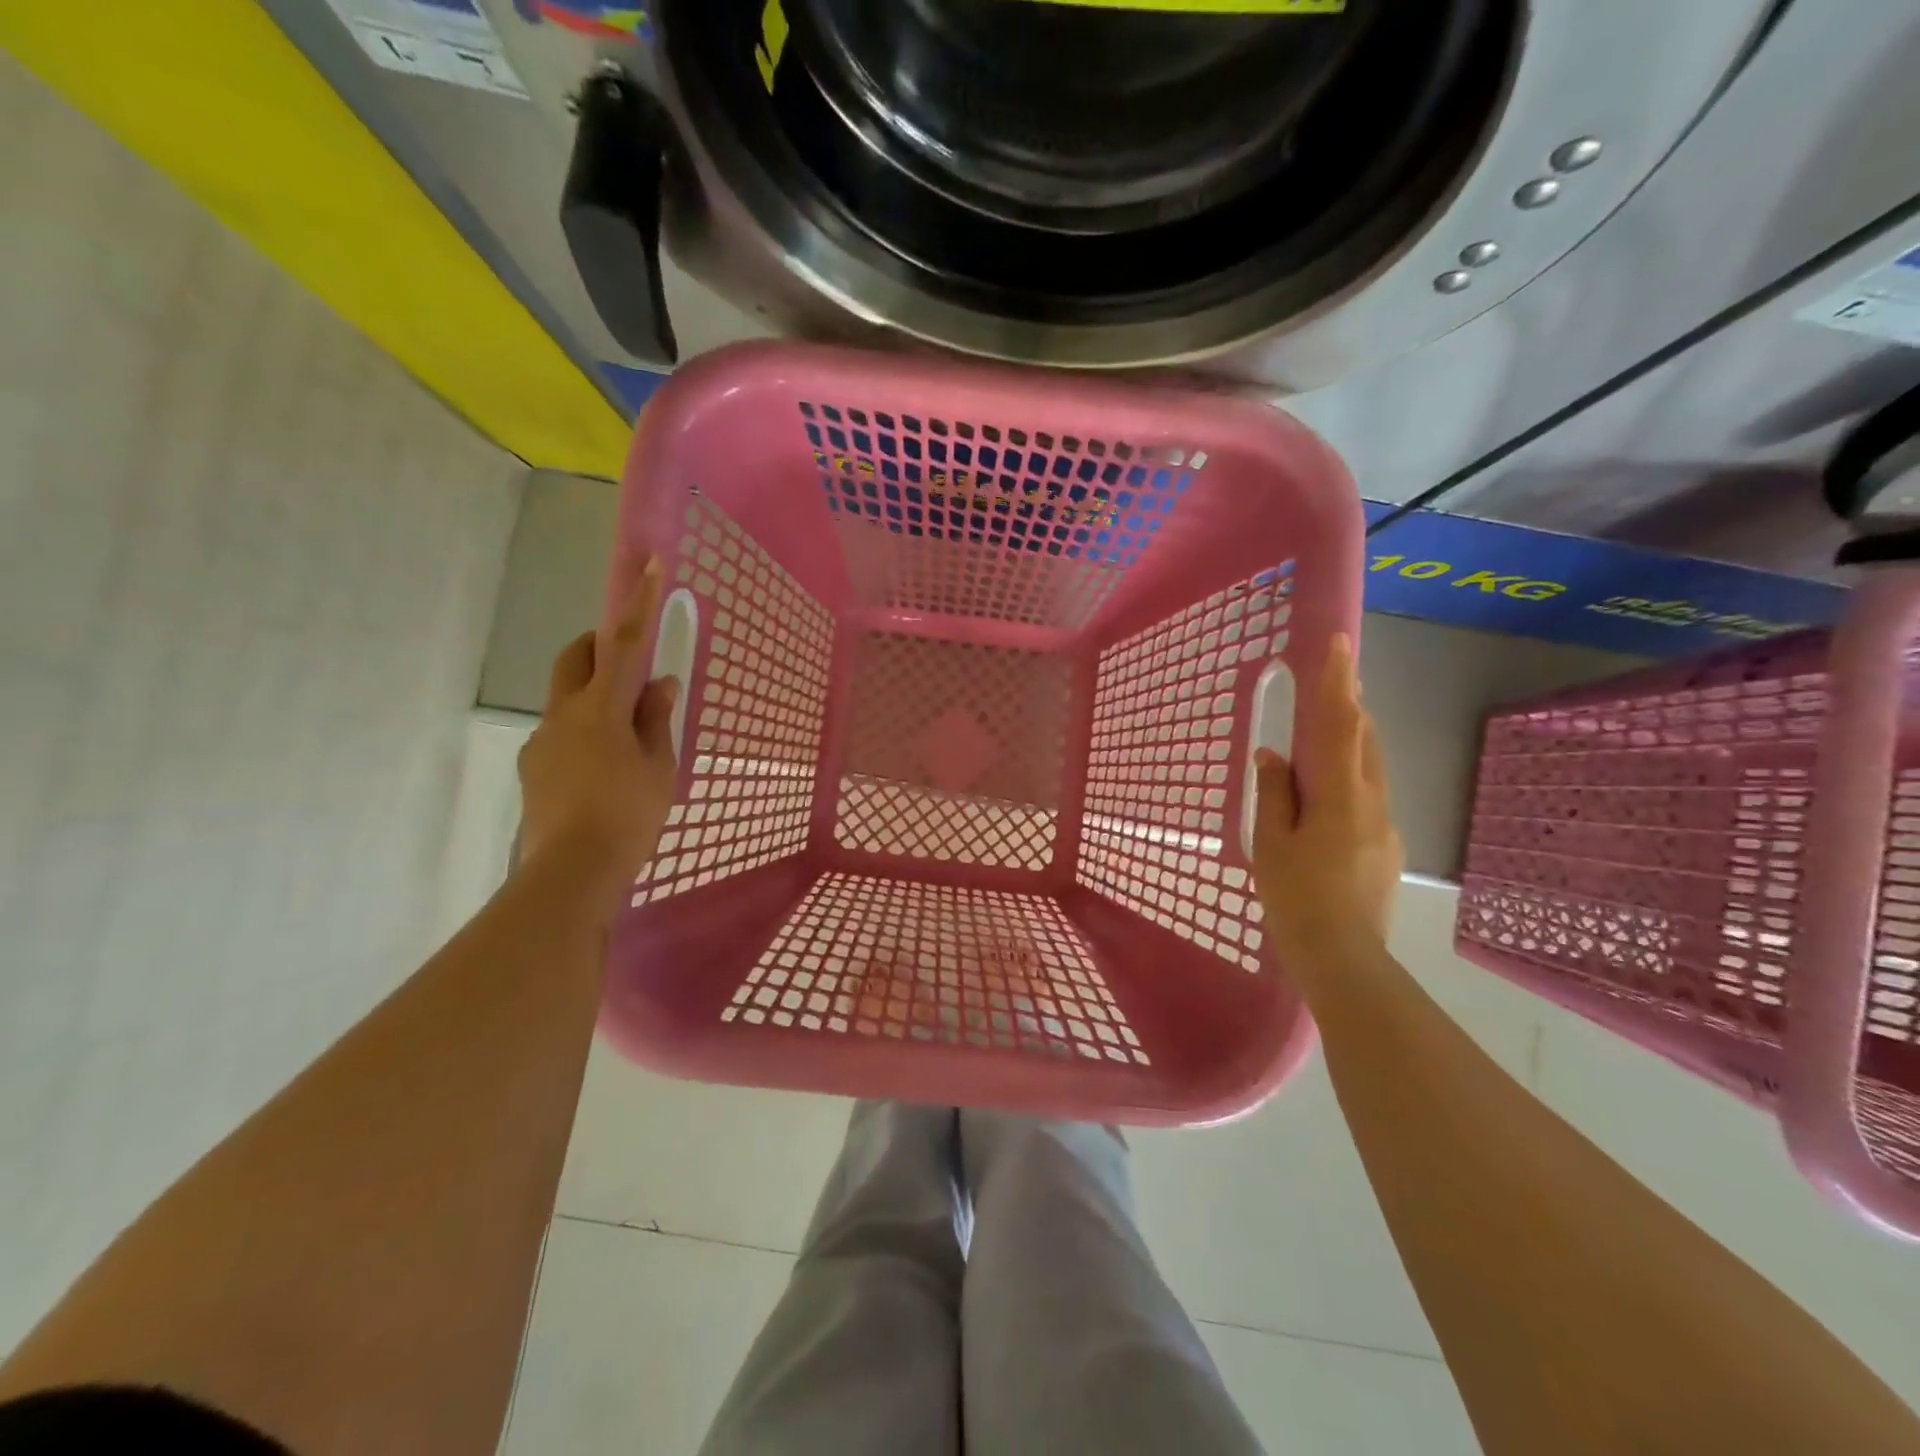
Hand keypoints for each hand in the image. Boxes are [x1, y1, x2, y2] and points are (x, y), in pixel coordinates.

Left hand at [517, 556, 679, 886]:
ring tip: (628, 740)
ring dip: (596, 698)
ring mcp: (542, 742)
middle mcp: (563, 715)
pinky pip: (561, 734)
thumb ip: (657, 720)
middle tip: (631, 664)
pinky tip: (604, 772)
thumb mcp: (659, 767)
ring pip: (568, 699)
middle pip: (575, 658)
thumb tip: (661, 684)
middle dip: (600, 646)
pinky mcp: (534, 769)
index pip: (623, 644)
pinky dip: (585, 733)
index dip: (637, 603)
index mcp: (601, 709)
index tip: (647, 563)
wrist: (571, 872)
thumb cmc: (629, 815)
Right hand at [1252, 633, 1401, 955]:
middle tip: (1332, 680)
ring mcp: (1385, 824)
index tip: (1337, 643)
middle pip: (1364, 739)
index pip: (1340, 726)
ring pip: (1370, 766)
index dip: (1337, 682)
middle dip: (1350, 704)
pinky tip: (1327, 792)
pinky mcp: (1385, 845)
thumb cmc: (1296, 897)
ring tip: (1328, 727)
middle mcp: (1372, 801)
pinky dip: (1349, 774)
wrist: (1344, 958)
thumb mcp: (1270, 843)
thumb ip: (1273, 794)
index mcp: (1340, 796)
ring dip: (1352, 738)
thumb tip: (1272, 755)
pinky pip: (1368, 793)